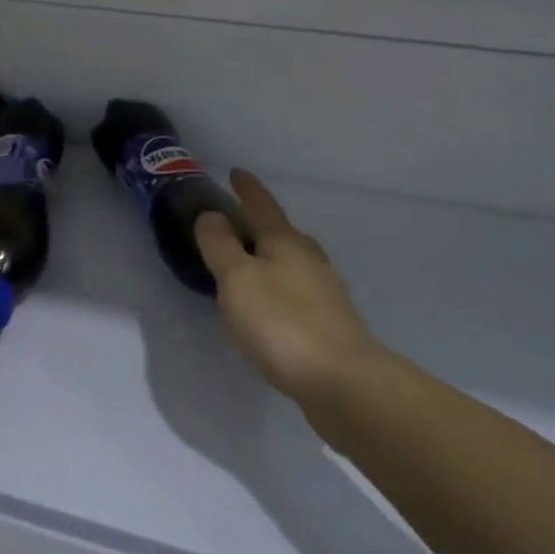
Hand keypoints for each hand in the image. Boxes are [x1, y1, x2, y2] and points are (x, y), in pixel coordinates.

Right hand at [196, 169, 380, 409]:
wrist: (342, 382)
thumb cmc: (282, 322)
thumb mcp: (237, 279)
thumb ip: (221, 245)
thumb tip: (212, 215)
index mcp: (285, 241)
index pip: (262, 205)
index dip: (247, 188)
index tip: (236, 171)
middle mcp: (309, 259)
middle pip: (281, 233)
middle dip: (259, 225)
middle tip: (235, 224)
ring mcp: (325, 292)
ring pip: (292, 263)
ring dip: (270, 259)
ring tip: (248, 267)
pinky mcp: (330, 324)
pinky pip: (297, 293)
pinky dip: (279, 290)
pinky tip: (270, 309)